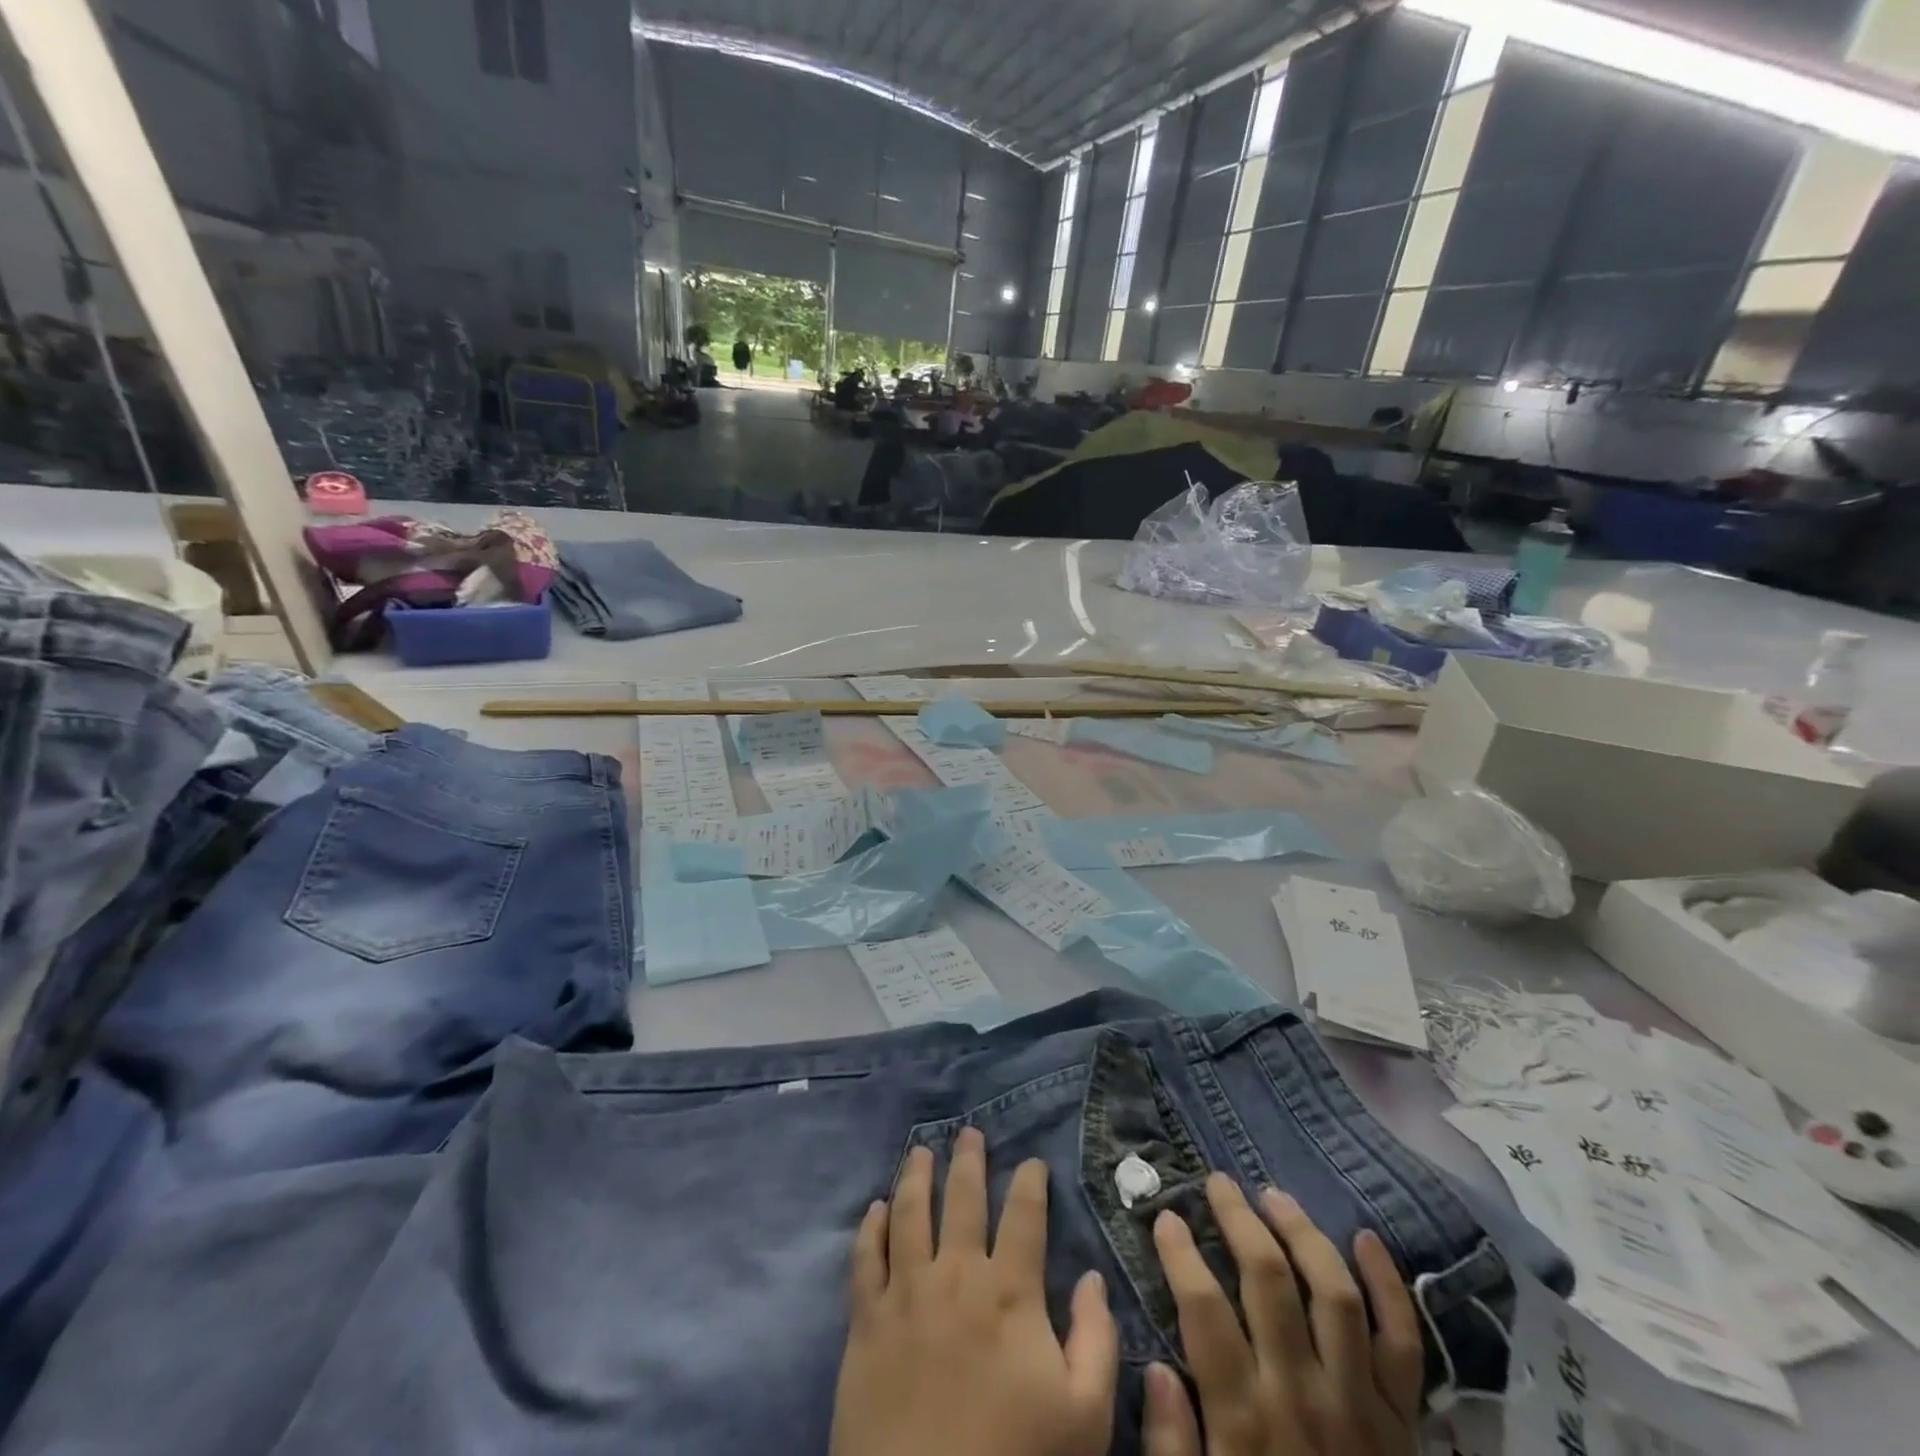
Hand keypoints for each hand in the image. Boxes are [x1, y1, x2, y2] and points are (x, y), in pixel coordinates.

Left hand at [830, 1126, 1120, 1455]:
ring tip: (920, 1150)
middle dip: (968, 1160)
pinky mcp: (866, 1319)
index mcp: (1009, 1291)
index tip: (1033, 1162)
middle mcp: (956, 1273)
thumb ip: (1097, 1341)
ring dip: (915, 1175)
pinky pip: (865, 1258)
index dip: (1031, 1182)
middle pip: (962, 1198)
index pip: (1024, 1215)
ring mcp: (906, 1292)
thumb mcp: (1083, 1417)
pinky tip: (876, 1207)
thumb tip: (1092, 1278)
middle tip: (969, 1132)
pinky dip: (871, 1227)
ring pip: (910, 1212)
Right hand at [1142, 1173, 1424, 1455]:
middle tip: (1218, 1182)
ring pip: (1334, 1293)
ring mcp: (1361, 1404)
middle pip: (1269, 1280)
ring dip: (1302, 1233)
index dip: (1181, 1254)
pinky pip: (1404, 1342)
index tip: (1166, 1216)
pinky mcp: (1405, 1421)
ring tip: (1273, 1195)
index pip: (1204, 1310)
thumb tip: (1156, 1368)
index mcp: (1245, 1419)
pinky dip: (1389, 1286)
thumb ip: (1171, 1446)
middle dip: (1238, 1219)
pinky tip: (1366, 1238)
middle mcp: (1302, 1395)